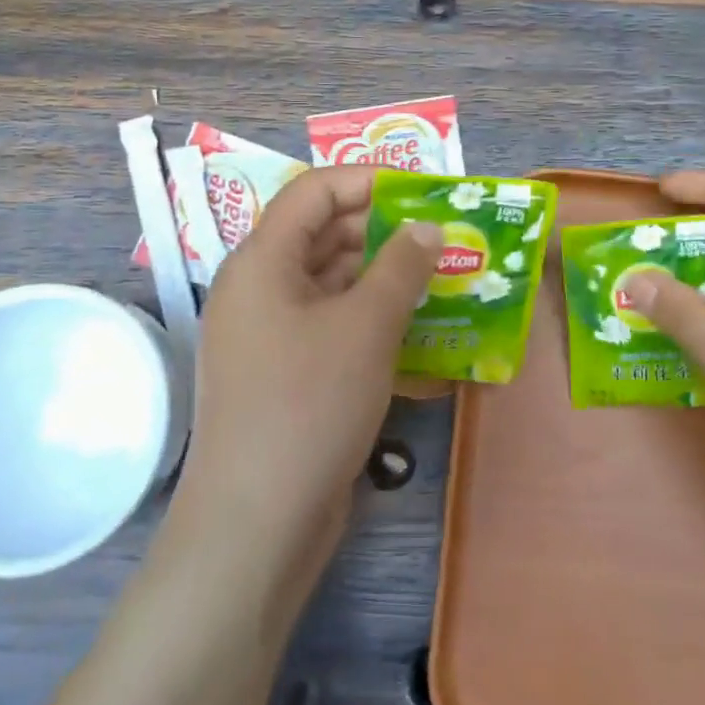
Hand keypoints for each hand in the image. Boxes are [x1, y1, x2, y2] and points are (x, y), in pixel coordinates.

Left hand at [170, 165, 442, 576]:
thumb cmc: (309, 404)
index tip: (426, 191)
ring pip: (334, 286)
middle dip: (387, 232)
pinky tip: (421, 334)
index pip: (315, 192)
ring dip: (387, 280)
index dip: (370, 181)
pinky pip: (334, 329)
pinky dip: (374, 324)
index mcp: (263, 261)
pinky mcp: (287, 375)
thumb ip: (402, 266)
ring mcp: (271, 335)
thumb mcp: (366, 326)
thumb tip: (428, 227)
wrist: (257, 523)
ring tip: (445, 280)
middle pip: (325, 236)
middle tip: (447, 238)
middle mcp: (260, 289)